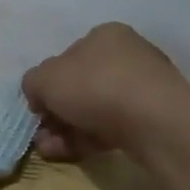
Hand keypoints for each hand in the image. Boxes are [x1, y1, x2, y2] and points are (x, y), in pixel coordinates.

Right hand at [22, 22, 189, 161]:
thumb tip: (38, 94)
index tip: (37, 107)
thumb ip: (33, 83)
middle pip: (80, 86)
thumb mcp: (46, 79)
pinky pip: (114, 126)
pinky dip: (90, 139)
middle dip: (56, 112)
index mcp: (104, 36)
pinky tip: (73, 153)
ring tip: (51, 150)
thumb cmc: (95, 87)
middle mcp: (127, 55)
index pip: (67, 58)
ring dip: (68, 130)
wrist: (155, 122)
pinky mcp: (155, 118)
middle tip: (42, 134)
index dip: (47, 84)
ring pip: (95, 109)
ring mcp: (144, 88)